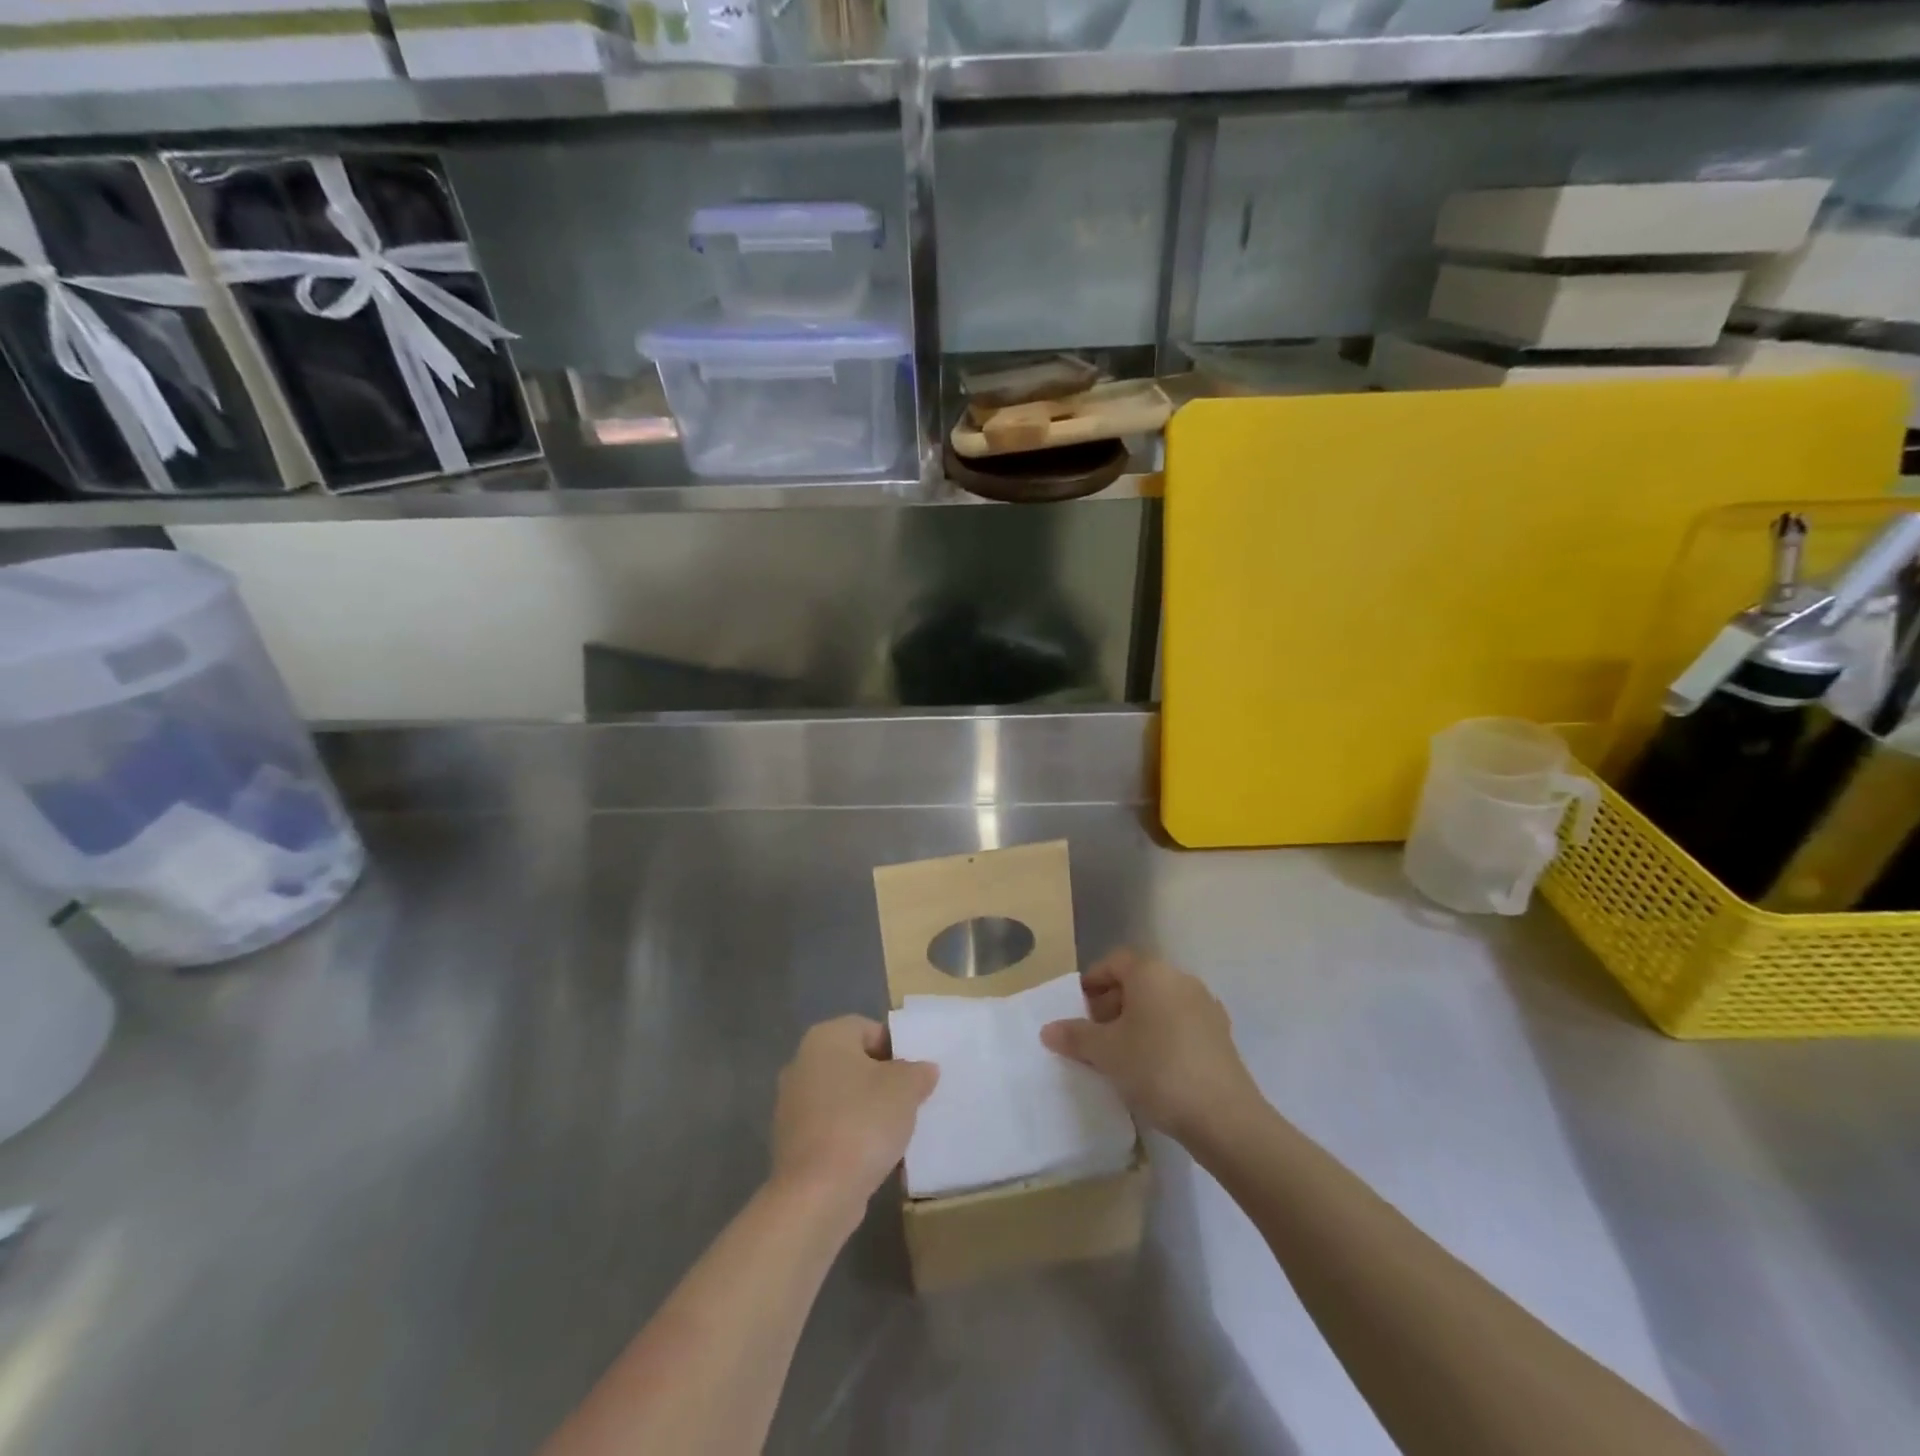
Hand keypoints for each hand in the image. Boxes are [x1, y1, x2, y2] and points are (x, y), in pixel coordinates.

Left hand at [771, 1016, 937, 1225]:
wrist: (816, 1194)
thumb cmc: (863, 1122)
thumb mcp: (905, 1089)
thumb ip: (918, 1072)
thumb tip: (923, 1070)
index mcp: (826, 1037)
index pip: (869, 1029)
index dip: (897, 1048)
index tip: (916, 1075)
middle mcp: (801, 1062)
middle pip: (854, 1062)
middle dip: (882, 1079)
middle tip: (910, 1100)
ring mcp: (791, 1103)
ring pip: (842, 1095)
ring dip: (866, 1108)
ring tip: (895, 1130)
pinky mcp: (790, 1141)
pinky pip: (830, 1126)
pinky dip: (850, 1134)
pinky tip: (871, 1154)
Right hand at [1040, 949, 1261, 1143]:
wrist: (1223, 1116)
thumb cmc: (1156, 1068)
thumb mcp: (1106, 1052)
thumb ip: (1075, 1036)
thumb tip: (1048, 1029)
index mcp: (1151, 972)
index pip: (1114, 962)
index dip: (1092, 981)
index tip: (1077, 1009)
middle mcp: (1180, 979)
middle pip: (1138, 981)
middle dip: (1112, 1003)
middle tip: (1093, 1035)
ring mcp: (1205, 1006)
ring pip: (1160, 1003)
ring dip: (1136, 1021)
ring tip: (1119, 1055)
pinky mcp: (1220, 1035)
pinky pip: (1179, 1024)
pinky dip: (1160, 1036)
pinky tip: (1151, 1068)